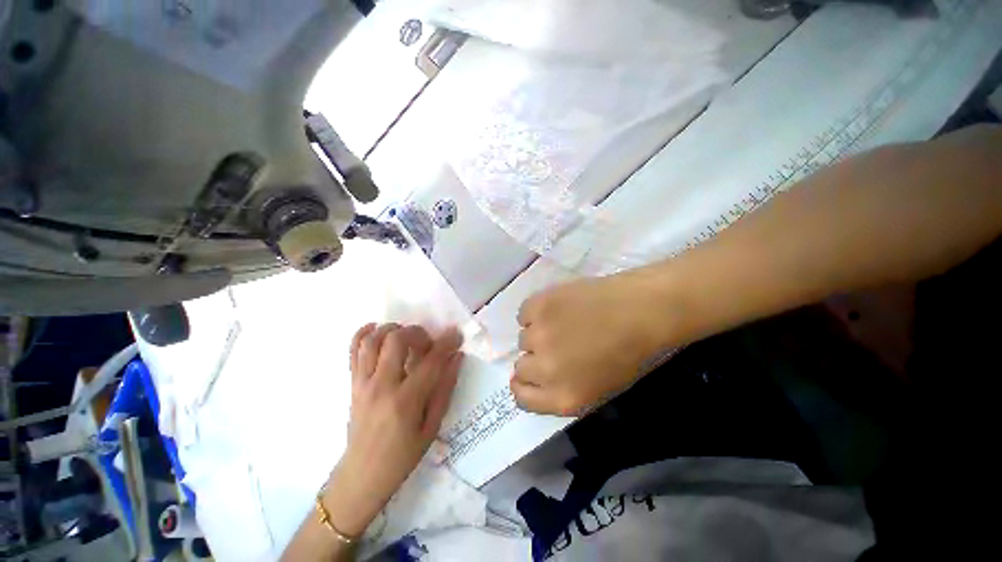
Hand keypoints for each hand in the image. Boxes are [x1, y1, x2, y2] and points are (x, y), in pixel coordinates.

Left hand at [323, 323, 462, 536]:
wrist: (362, 475)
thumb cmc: (403, 456)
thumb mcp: (432, 426)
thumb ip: (445, 388)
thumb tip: (456, 357)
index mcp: (406, 401)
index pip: (431, 360)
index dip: (447, 342)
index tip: (457, 334)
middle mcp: (381, 386)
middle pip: (397, 340)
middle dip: (418, 332)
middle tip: (428, 342)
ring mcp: (362, 383)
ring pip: (373, 340)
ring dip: (393, 329)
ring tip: (406, 336)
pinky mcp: (352, 383)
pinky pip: (353, 351)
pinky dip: (363, 334)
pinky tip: (375, 329)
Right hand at [512, 271, 673, 415]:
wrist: (643, 310)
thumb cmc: (631, 354)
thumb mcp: (599, 390)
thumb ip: (562, 390)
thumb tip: (537, 376)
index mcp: (563, 397)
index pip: (521, 397)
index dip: (525, 385)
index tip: (532, 375)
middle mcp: (545, 369)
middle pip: (520, 367)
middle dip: (535, 359)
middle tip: (554, 345)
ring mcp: (539, 334)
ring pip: (523, 338)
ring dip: (538, 333)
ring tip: (561, 323)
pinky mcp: (539, 305)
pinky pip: (524, 313)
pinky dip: (536, 312)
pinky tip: (556, 308)